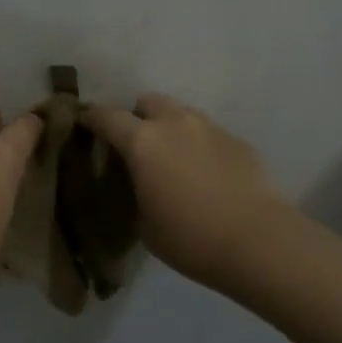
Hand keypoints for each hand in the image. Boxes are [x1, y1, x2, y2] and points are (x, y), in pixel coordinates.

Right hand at [80, 94, 295, 290]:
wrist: (257, 241)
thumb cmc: (190, 238)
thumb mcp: (145, 223)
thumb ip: (136, 191)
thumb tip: (141, 183)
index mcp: (143, 142)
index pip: (107, 116)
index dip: (92, 118)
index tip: (84, 123)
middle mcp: (175, 124)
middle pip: (148, 101)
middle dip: (138, 117)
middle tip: (138, 145)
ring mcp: (210, 128)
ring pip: (182, 113)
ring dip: (171, 128)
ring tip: (174, 159)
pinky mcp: (238, 140)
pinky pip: (209, 133)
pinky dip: (200, 145)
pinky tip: (207, 175)